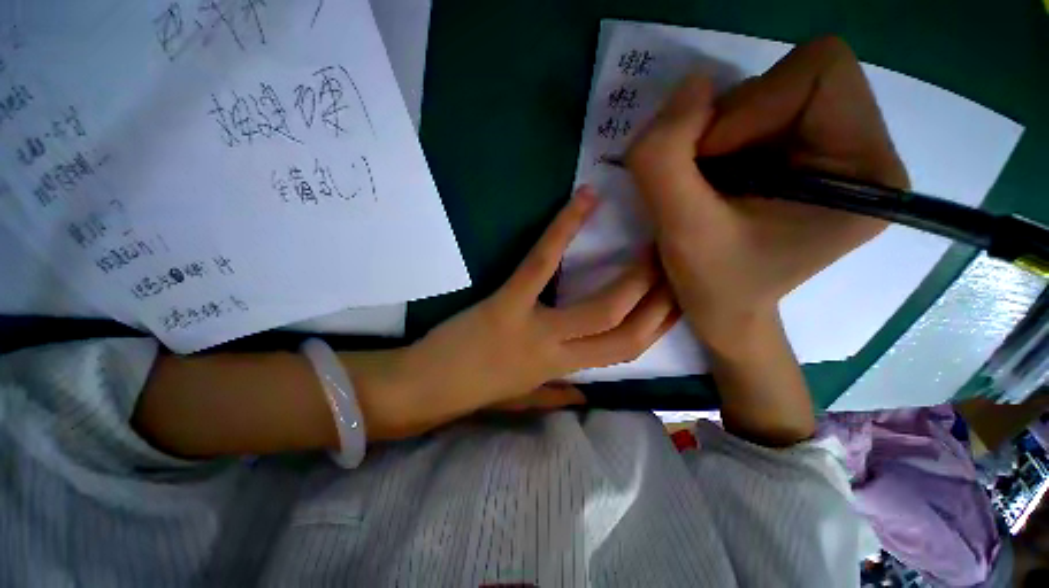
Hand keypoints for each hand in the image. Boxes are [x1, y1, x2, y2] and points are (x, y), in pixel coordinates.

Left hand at [398, 186, 677, 429]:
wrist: (424, 388)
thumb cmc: (474, 392)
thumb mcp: (522, 398)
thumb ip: (557, 397)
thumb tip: (588, 397)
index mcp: (561, 372)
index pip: (626, 351)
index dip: (658, 325)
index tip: (677, 298)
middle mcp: (557, 352)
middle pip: (623, 326)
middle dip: (658, 294)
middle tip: (675, 258)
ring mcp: (533, 325)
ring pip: (599, 303)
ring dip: (633, 273)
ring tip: (653, 237)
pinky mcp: (506, 301)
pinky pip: (542, 262)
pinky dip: (563, 229)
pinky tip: (584, 199)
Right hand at [626, 37, 907, 353]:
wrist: (724, 311)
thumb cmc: (713, 285)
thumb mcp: (680, 229)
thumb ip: (665, 159)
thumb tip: (689, 87)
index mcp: (866, 170)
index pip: (820, 70)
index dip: (751, 105)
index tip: (708, 163)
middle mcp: (863, 149)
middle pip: (793, 77)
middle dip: (729, 124)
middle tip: (701, 179)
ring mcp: (834, 151)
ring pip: (767, 93)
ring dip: (718, 134)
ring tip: (704, 187)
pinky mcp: (803, 157)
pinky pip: (756, 114)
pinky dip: (718, 140)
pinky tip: (712, 182)